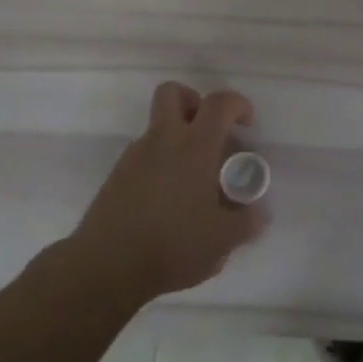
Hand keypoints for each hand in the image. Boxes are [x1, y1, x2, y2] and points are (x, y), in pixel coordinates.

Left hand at [65, 81, 267, 303]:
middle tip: (210, 132)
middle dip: (194, 102)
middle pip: (172, 93)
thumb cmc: (173, 245)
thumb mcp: (223, 239)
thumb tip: (257, 212)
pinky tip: (170, 201)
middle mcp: (162, 141)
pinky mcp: (116, 178)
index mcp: (194, 147)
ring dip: (178, 139)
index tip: (246, 125)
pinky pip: (144, 156)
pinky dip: (160, 165)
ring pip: (157, 127)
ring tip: (194, 180)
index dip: (238, 105)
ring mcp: (134, 157)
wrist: (105, 268)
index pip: (219, 103)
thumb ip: (247, 221)